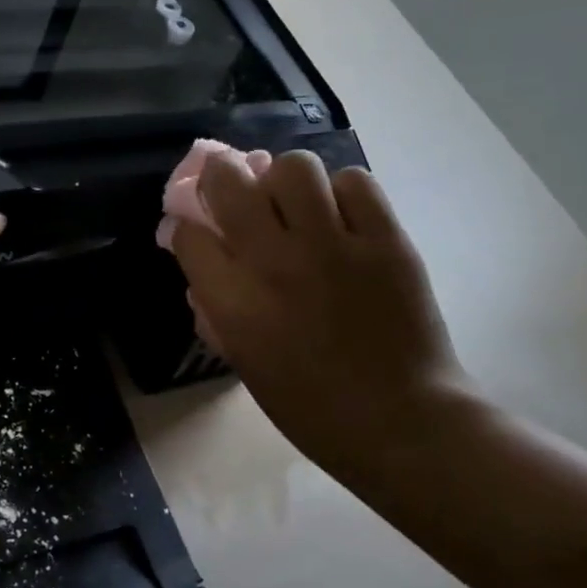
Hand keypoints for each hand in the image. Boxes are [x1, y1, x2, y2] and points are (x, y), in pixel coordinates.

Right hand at [168, 148, 472, 483]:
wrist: (399, 420)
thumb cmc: (310, 406)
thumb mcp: (245, 364)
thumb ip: (216, 312)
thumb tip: (204, 269)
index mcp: (235, 303)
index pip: (188, 234)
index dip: (187, 228)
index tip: (198, 232)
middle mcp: (275, 263)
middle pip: (230, 181)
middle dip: (221, 179)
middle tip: (235, 192)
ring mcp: (334, 246)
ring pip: (294, 167)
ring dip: (285, 181)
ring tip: (296, 205)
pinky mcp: (386, 239)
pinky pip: (355, 182)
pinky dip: (343, 194)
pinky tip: (343, 220)